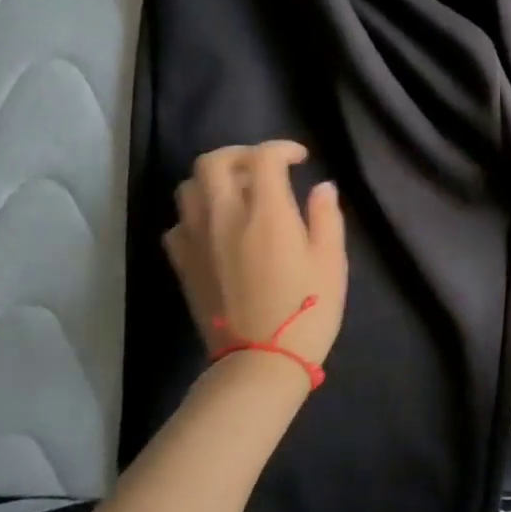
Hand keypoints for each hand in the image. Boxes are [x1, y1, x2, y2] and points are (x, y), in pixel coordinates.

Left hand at [163, 142, 347, 372]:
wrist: (260, 363)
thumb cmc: (307, 310)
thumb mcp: (332, 262)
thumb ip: (326, 217)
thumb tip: (321, 187)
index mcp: (266, 212)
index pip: (263, 157)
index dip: (282, 148)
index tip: (300, 159)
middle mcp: (224, 216)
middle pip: (213, 161)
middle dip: (239, 154)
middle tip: (262, 168)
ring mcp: (197, 240)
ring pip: (188, 188)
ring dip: (213, 181)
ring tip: (237, 194)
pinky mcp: (184, 265)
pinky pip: (178, 224)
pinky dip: (195, 215)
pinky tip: (215, 229)